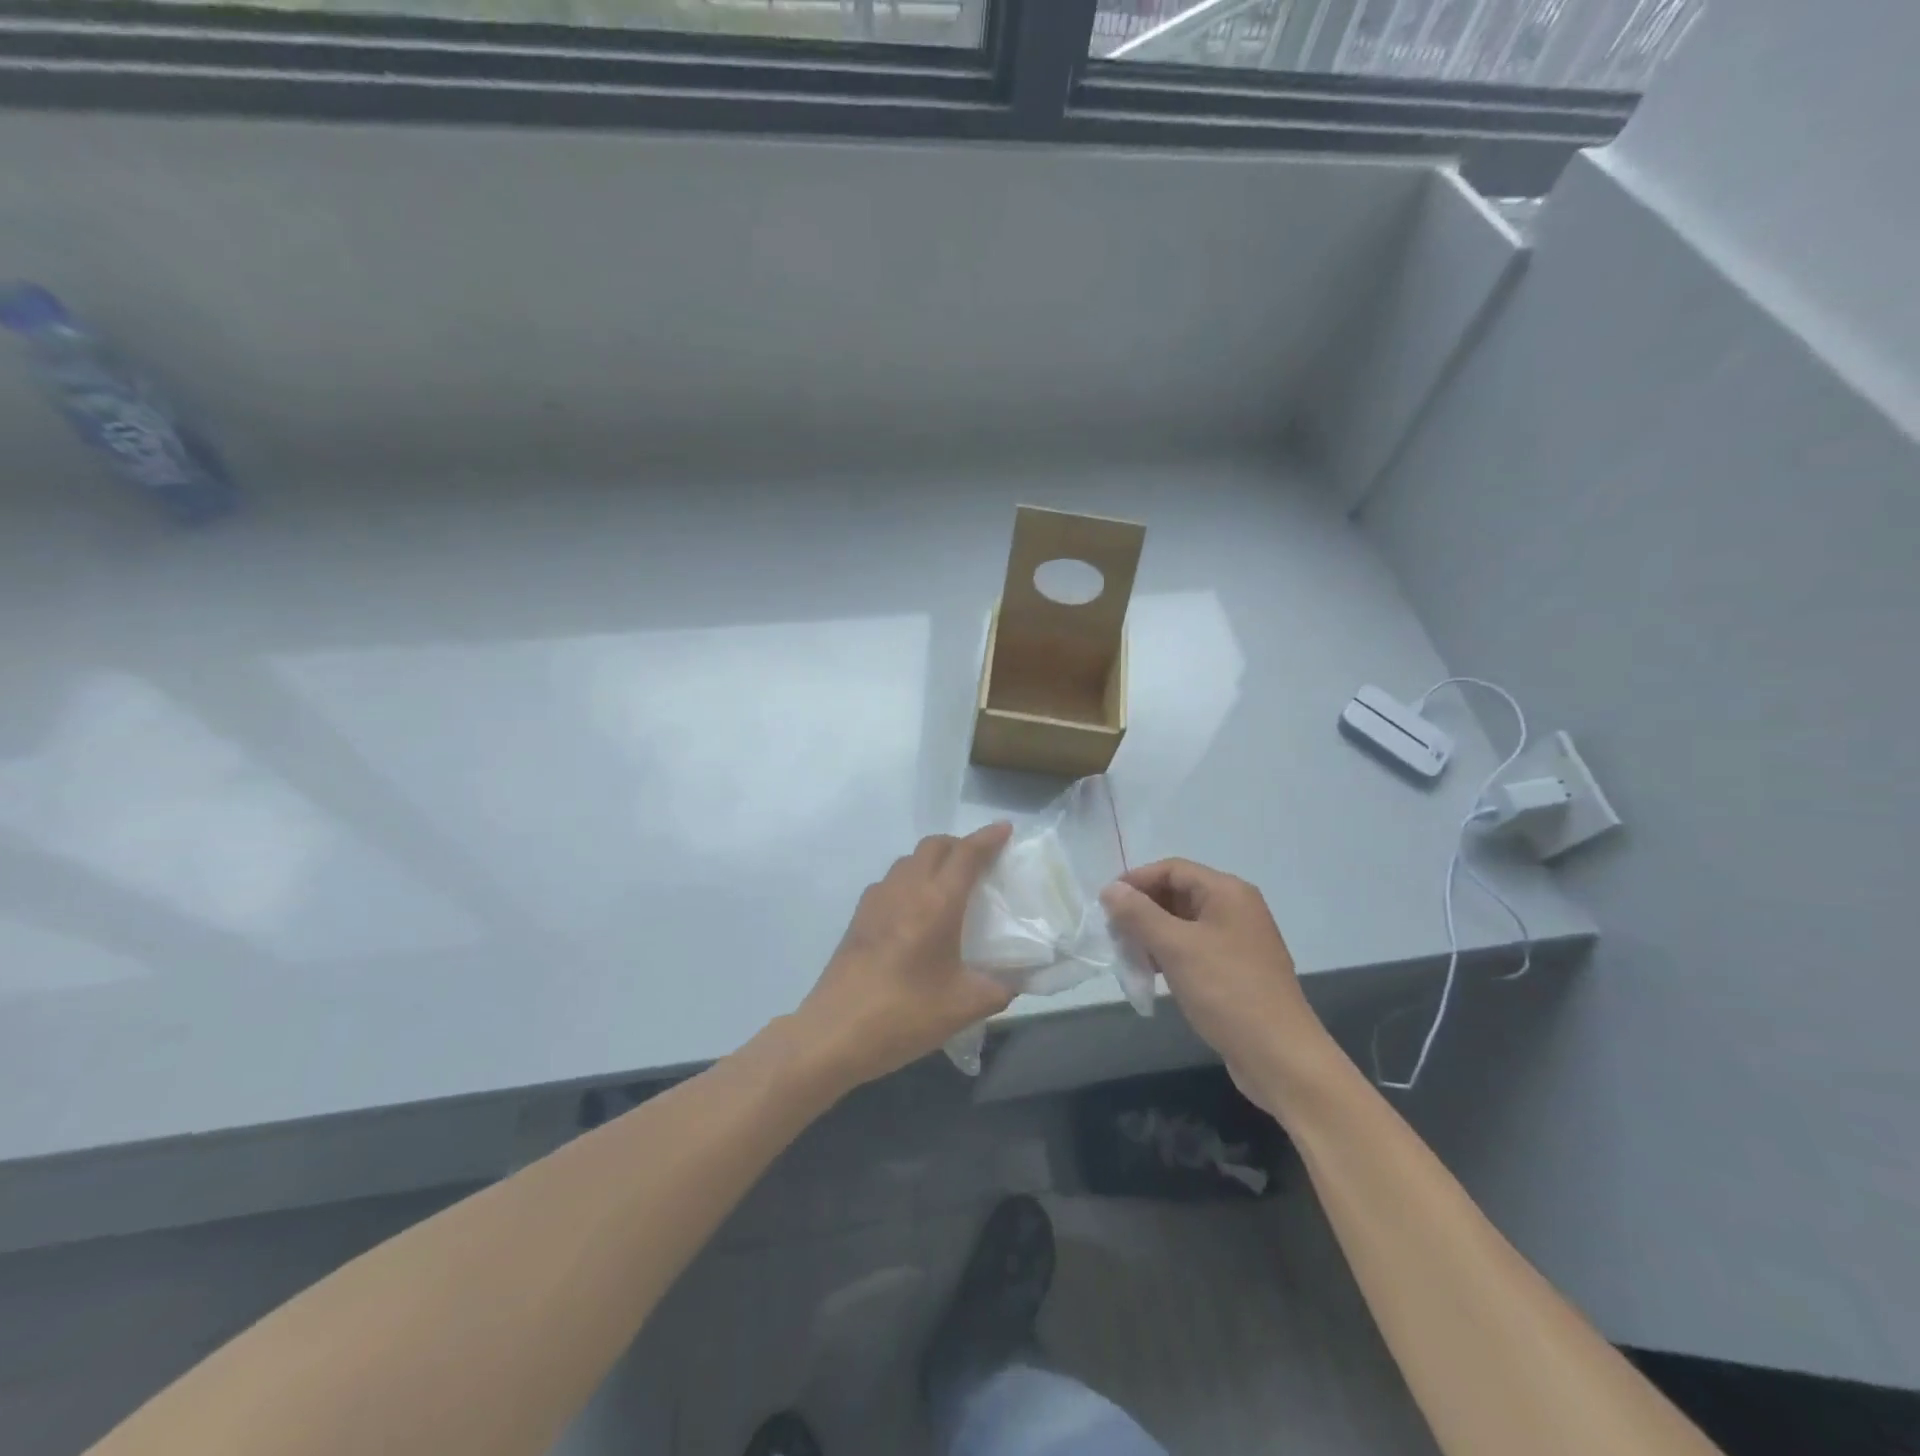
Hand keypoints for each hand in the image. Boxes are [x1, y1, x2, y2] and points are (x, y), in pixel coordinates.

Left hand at [796, 824, 1015, 1090]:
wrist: (834, 1033)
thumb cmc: (904, 1015)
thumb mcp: (964, 1007)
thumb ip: (1000, 988)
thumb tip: (1017, 979)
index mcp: (937, 903)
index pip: (966, 854)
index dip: (988, 838)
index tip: (1005, 829)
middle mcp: (906, 889)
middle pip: (934, 846)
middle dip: (960, 844)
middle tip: (981, 861)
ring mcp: (877, 900)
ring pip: (909, 860)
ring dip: (933, 860)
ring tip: (950, 885)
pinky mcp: (859, 916)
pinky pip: (891, 881)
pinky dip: (911, 879)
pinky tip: (916, 911)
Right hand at [1100, 859, 1332, 1111]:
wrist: (1280, 1056)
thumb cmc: (1226, 992)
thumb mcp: (1175, 948)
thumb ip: (1138, 914)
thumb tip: (1110, 890)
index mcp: (1227, 892)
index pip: (1172, 869)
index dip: (1135, 881)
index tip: (1105, 904)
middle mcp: (1236, 908)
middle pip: (1178, 893)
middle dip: (1142, 910)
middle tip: (1113, 933)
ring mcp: (1239, 940)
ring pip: (1184, 923)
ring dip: (1152, 934)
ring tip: (1127, 955)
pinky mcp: (1237, 969)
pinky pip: (1195, 948)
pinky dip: (1170, 954)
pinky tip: (1152, 974)